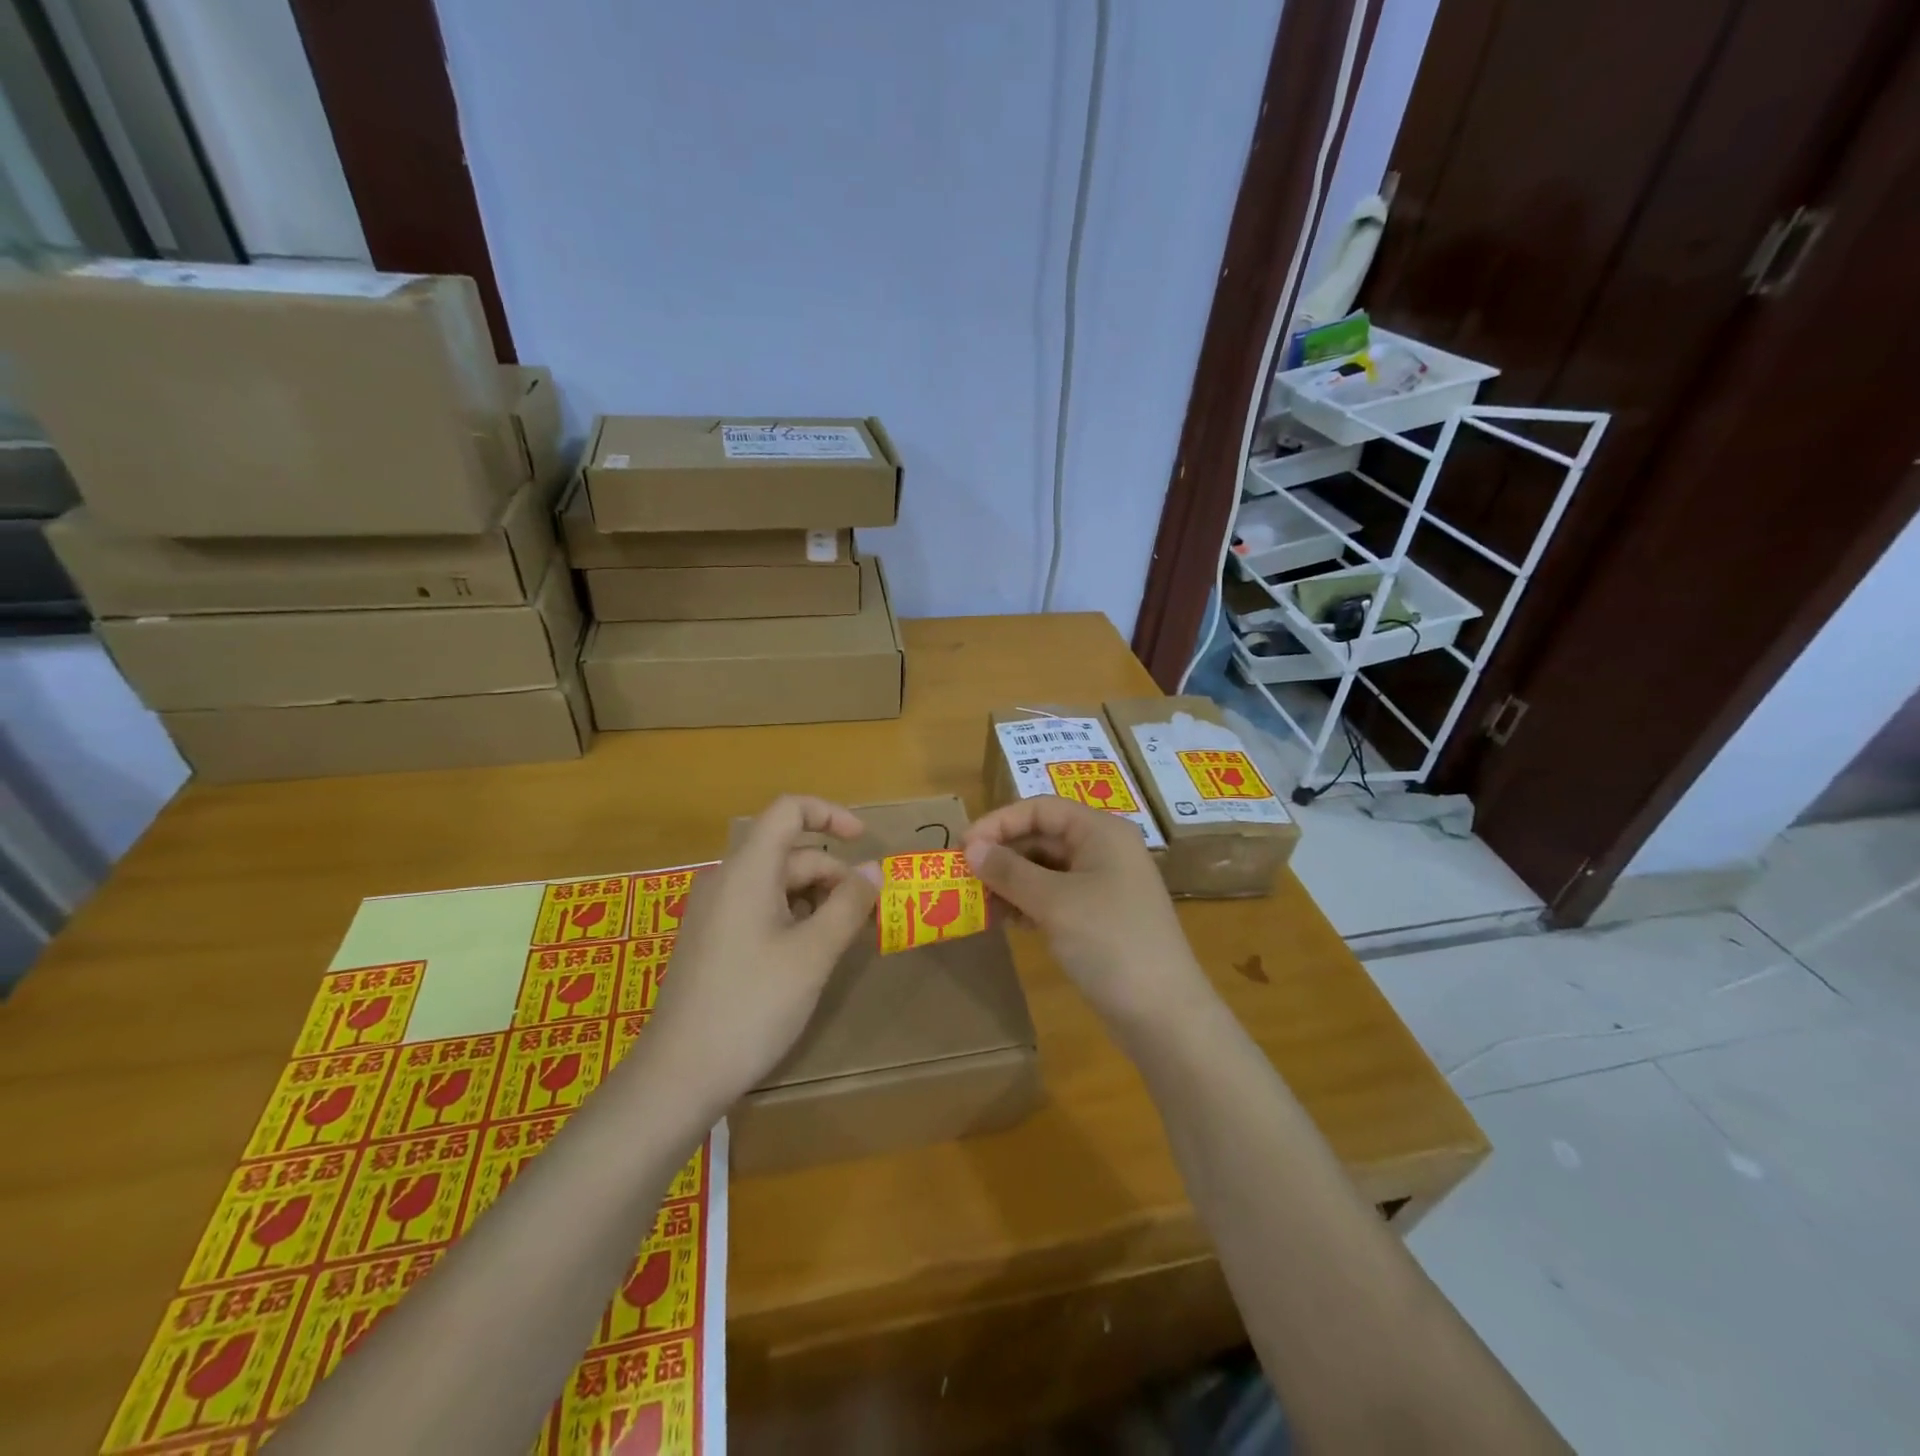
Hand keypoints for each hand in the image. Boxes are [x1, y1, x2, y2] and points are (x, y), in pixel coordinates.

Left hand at [637, 796, 879, 1108]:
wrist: (679, 1075)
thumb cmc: (752, 1005)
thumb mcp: (813, 954)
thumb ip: (848, 904)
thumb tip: (874, 868)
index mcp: (747, 870)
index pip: (789, 810)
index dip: (830, 814)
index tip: (865, 842)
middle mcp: (726, 880)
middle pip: (789, 853)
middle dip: (833, 876)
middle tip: (867, 917)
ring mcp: (714, 911)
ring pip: (777, 884)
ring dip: (817, 901)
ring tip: (844, 940)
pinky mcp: (712, 940)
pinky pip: (760, 909)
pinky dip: (793, 918)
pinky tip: (810, 955)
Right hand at [963, 796, 1207, 1026]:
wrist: (1164, 1013)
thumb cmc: (1109, 942)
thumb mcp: (1053, 902)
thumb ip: (1010, 871)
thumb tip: (972, 848)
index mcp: (1101, 832)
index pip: (1041, 809)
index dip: (999, 822)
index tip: (963, 846)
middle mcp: (1104, 850)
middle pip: (1043, 836)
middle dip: (1003, 853)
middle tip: (964, 876)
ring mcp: (1104, 884)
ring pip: (1047, 868)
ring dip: (1012, 880)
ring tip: (979, 901)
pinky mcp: (1101, 917)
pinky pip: (1056, 896)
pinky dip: (1029, 902)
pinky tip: (1006, 920)